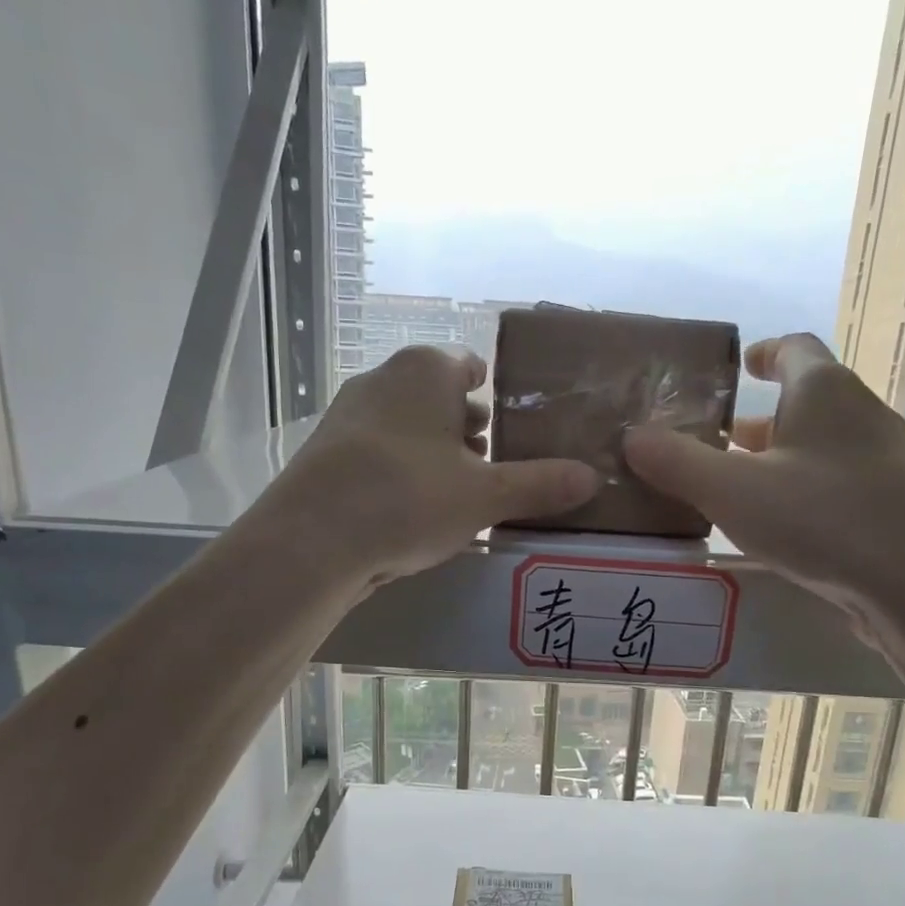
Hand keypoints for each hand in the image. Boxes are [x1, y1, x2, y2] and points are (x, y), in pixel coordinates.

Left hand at [273, 345, 600, 587]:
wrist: (312, 540)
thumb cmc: (409, 498)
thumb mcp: (485, 496)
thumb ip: (539, 484)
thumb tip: (592, 477)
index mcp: (425, 372)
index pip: (468, 365)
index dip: (492, 390)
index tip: (511, 421)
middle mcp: (382, 380)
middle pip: (437, 396)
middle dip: (466, 426)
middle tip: (495, 463)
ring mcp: (348, 416)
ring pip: (406, 426)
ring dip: (433, 452)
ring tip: (460, 491)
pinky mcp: (326, 455)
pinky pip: (378, 454)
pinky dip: (401, 471)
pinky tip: (414, 510)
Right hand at [623, 333, 904, 612]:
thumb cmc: (821, 519)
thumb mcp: (730, 490)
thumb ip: (676, 462)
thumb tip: (632, 436)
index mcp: (825, 391)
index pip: (794, 349)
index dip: (763, 354)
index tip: (738, 369)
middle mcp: (862, 415)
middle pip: (806, 403)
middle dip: (759, 422)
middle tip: (715, 445)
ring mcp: (886, 462)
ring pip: (822, 448)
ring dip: (781, 461)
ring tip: (738, 492)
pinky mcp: (896, 507)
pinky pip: (839, 485)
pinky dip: (805, 493)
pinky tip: (784, 530)